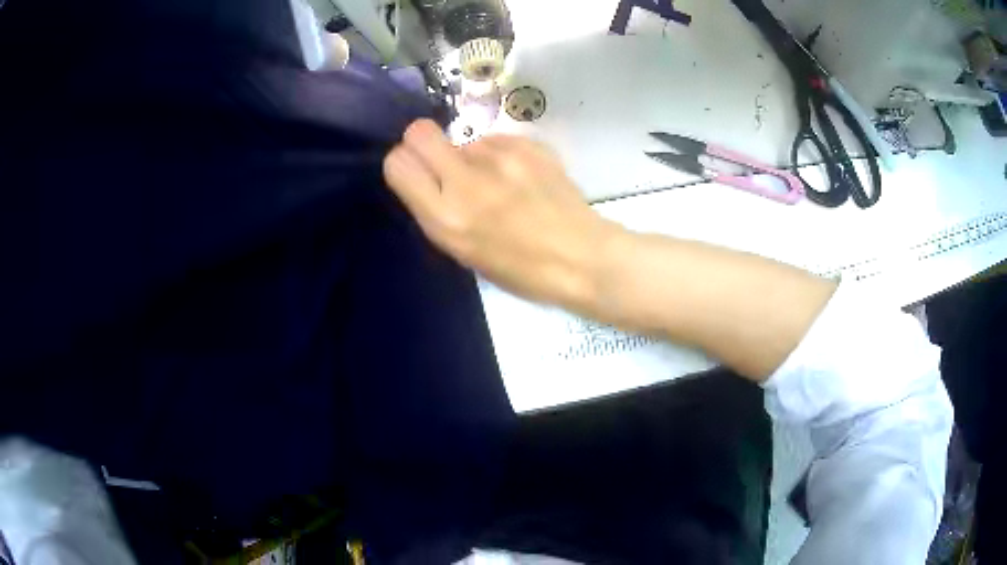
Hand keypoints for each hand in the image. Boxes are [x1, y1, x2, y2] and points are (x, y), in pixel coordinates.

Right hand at [383, 119, 621, 308]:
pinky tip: (522, 177)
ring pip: (464, 139)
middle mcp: (467, 181)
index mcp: (446, 219)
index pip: (397, 163)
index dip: (404, 164)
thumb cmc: (522, 270)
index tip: (417, 174)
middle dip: (423, 143)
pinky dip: (501, 155)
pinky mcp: (528, 144)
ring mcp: (500, 158)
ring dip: (471, 157)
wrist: (583, 256)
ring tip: (500, 183)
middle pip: (418, 133)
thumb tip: (428, 176)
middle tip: (444, 164)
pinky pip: (496, 140)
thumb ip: (438, 211)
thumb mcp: (465, 252)